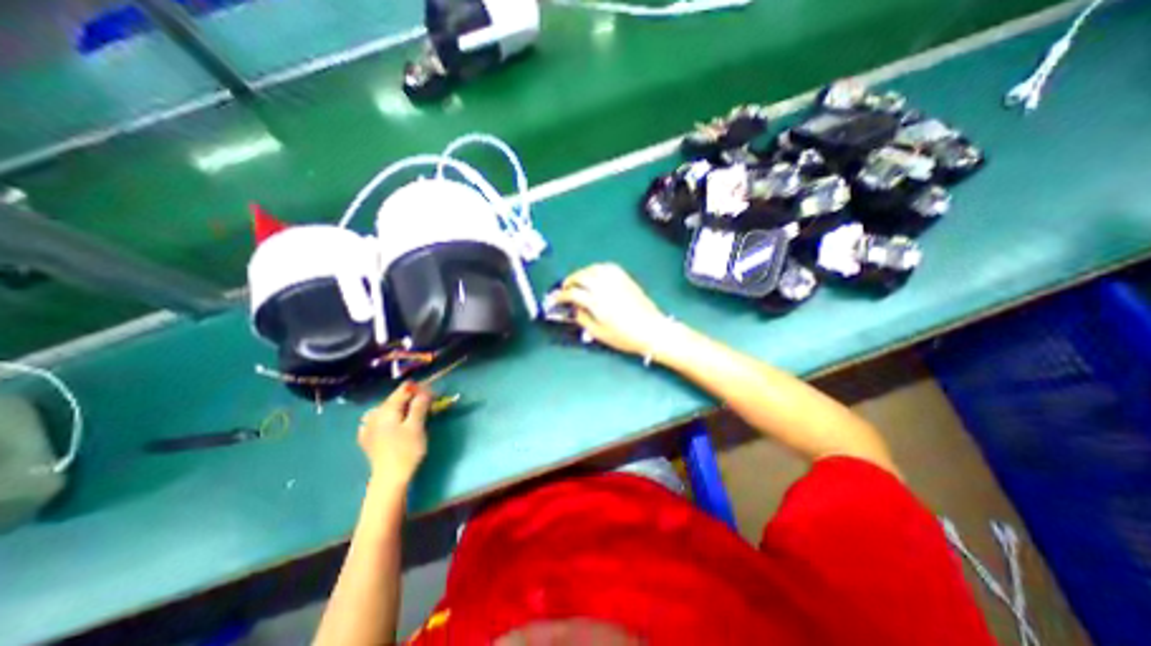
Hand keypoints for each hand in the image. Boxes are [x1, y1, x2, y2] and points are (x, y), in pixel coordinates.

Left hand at [360, 383, 429, 483]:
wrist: (389, 478)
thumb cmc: (406, 450)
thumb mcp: (417, 426)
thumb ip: (419, 405)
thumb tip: (424, 391)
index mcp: (387, 409)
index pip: (404, 390)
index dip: (420, 389)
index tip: (433, 393)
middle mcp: (375, 414)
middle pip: (395, 398)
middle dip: (411, 397)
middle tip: (427, 403)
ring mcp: (368, 427)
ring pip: (386, 409)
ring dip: (400, 407)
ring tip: (411, 413)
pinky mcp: (367, 438)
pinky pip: (378, 420)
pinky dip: (388, 417)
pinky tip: (393, 423)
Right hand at [556, 264, 675, 359]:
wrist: (651, 330)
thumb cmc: (624, 336)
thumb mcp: (599, 333)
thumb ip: (583, 319)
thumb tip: (575, 309)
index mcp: (596, 302)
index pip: (572, 293)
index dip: (561, 296)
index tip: (556, 299)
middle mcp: (604, 287)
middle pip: (581, 276)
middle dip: (570, 281)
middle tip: (565, 288)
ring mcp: (615, 281)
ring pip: (593, 269)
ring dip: (582, 273)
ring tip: (579, 280)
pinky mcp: (625, 278)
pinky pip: (608, 267)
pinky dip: (597, 269)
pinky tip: (596, 275)